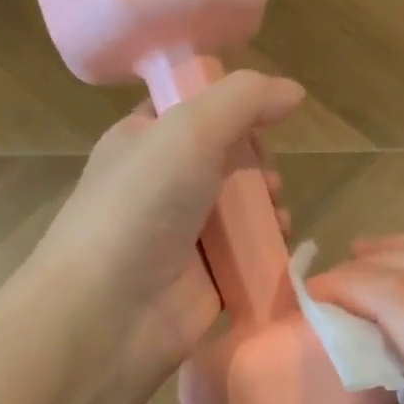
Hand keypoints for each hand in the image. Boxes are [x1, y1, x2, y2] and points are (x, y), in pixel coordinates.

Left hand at [32, 70, 303, 384]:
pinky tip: (279, 246)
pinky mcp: (205, 280)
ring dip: (268, 207)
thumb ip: (244, 101)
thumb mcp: (188, 131)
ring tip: (276, 215)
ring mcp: (182, 236)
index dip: (232, 109)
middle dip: (256, 164)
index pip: (193, 111)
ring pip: (241, 209)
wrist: (109, 312)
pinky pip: (247, 255)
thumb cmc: (141, 208)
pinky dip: (268, 248)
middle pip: (226, 160)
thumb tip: (294, 92)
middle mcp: (160, 185)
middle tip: (266, 179)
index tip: (262, 119)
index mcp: (142, 141)